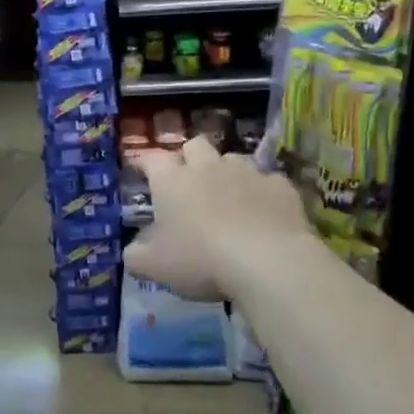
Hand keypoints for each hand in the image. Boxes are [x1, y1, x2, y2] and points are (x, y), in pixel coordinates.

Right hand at [124, 138, 318, 301]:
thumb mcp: (154, 267)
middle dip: (189, 158)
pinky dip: (261, 194)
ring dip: (226, 173)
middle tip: (188, 183)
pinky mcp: (281, 186)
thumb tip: (133, 251)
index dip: (144, 163)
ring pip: (233, 159)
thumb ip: (136, 256)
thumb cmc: (200, 260)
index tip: (140, 171)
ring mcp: (248, 172)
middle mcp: (208, 167)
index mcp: (172, 181)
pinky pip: (267, 181)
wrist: (268, 262)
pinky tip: (263, 215)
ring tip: (228, 198)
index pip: (151, 159)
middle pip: (195, 145)